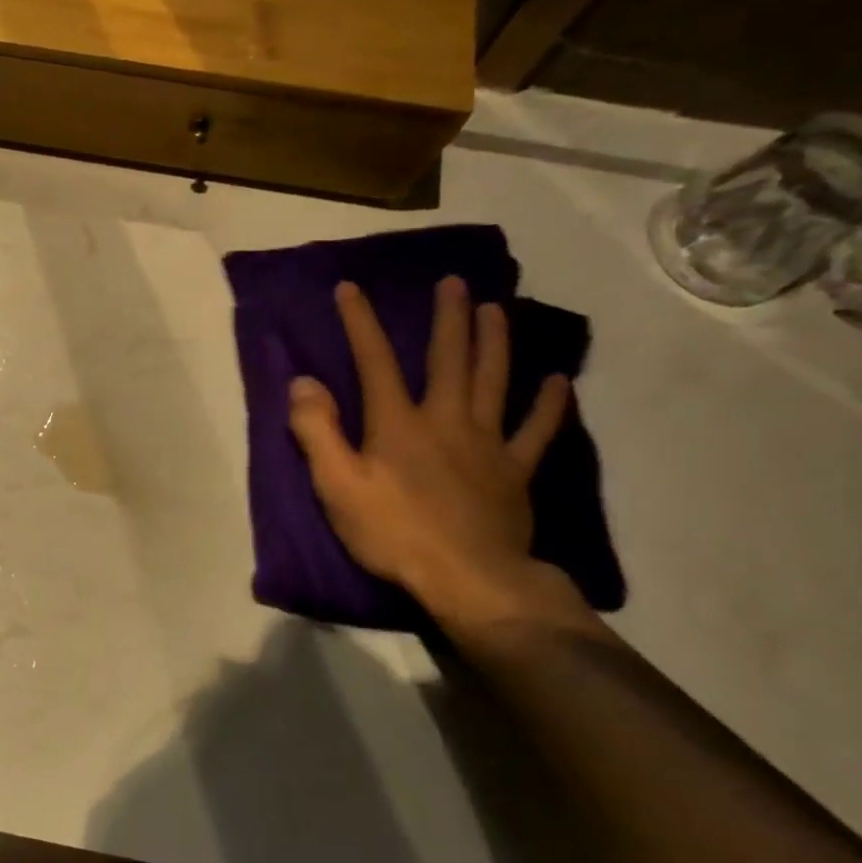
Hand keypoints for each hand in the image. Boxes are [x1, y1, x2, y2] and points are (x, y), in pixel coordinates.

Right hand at [287, 276, 582, 628]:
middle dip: (448, 318)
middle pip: (449, 359)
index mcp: (398, 424)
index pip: (374, 362)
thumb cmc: (392, 533)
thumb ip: (317, 431)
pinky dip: (548, 405)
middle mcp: (445, 420)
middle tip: (454, 283)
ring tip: (497, 309)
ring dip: (495, 342)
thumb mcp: (337, 486)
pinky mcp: (514, 471)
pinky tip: (558, 382)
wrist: (468, 579)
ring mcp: (487, 443)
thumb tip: (303, 382)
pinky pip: (536, 431)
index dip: (360, 322)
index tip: (350, 288)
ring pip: (494, 380)